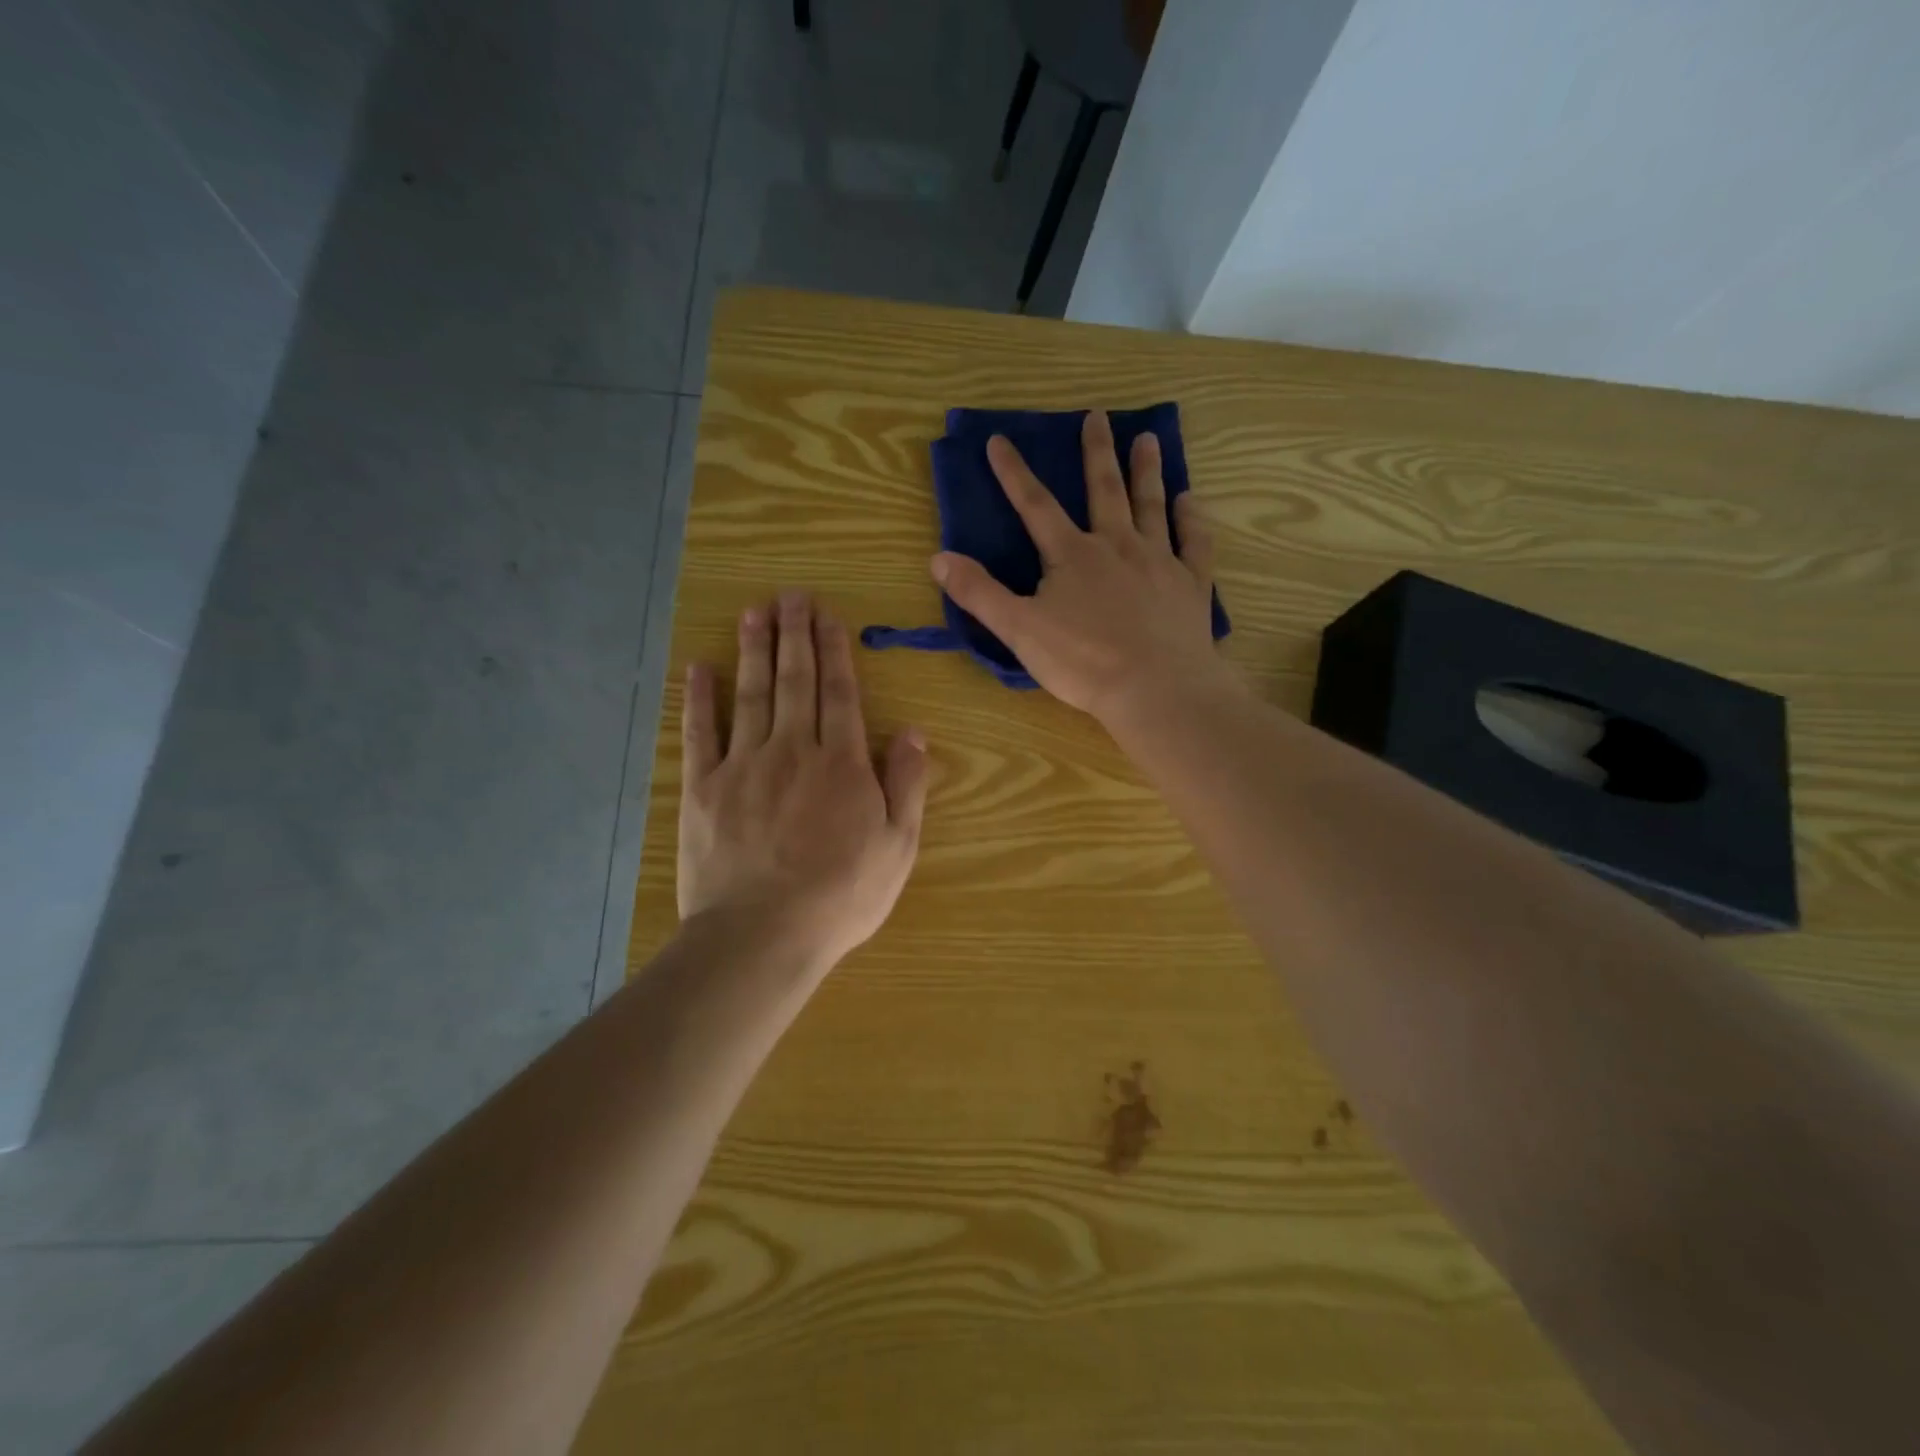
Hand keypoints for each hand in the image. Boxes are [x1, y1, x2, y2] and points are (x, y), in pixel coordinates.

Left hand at [678, 591, 927, 969]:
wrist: (762, 935)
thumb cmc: (841, 895)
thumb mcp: (898, 847)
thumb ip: (907, 785)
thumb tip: (915, 732)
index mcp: (842, 764)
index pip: (840, 694)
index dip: (835, 652)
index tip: (828, 617)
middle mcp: (793, 750)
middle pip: (795, 681)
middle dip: (795, 635)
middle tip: (791, 595)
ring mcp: (744, 766)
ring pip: (752, 695)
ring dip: (753, 650)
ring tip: (754, 611)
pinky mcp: (703, 788)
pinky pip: (701, 733)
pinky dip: (699, 698)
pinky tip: (699, 667)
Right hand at [931, 409, 1234, 725]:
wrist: (1156, 688)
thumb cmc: (1083, 662)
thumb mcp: (1019, 630)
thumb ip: (979, 593)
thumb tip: (938, 558)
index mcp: (1071, 555)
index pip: (1035, 505)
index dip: (1014, 473)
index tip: (999, 440)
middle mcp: (1117, 545)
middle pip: (1104, 490)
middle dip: (1097, 452)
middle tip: (1098, 416)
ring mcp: (1159, 561)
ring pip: (1151, 505)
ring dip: (1147, 471)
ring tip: (1148, 439)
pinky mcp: (1190, 584)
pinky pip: (1194, 542)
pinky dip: (1192, 519)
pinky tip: (1189, 500)